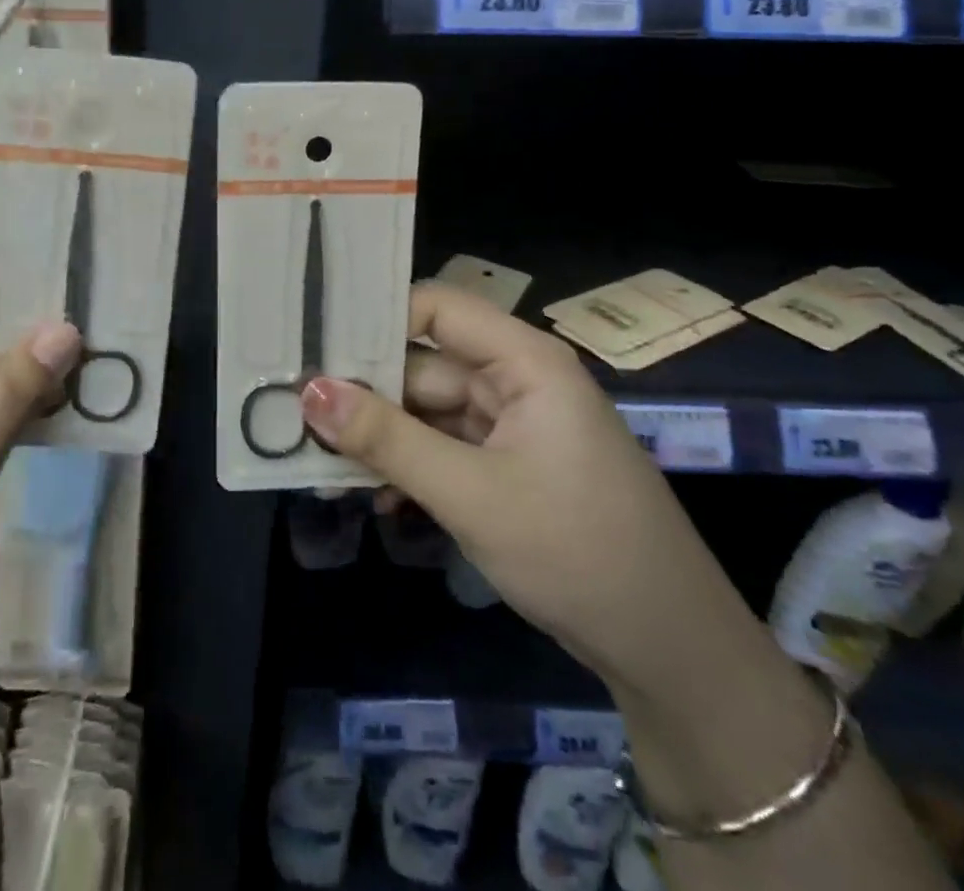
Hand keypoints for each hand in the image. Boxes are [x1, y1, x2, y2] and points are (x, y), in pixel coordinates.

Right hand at [299, 283, 748, 693]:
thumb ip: (386, 439)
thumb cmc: (576, 551)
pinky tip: (371, 496)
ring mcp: (512, 425)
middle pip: (423, 363)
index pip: (436, 308)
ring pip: (426, 410)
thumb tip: (309, 390)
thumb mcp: (470, 494)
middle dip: (364, 390)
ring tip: (315, 454)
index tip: (313, 342)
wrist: (670, 654)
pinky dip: (407, 466)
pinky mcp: (507, 466)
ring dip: (379, 435)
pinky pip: (442, 448)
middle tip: (294, 408)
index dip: (376, 318)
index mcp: (524, 361)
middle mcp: (516, 380)